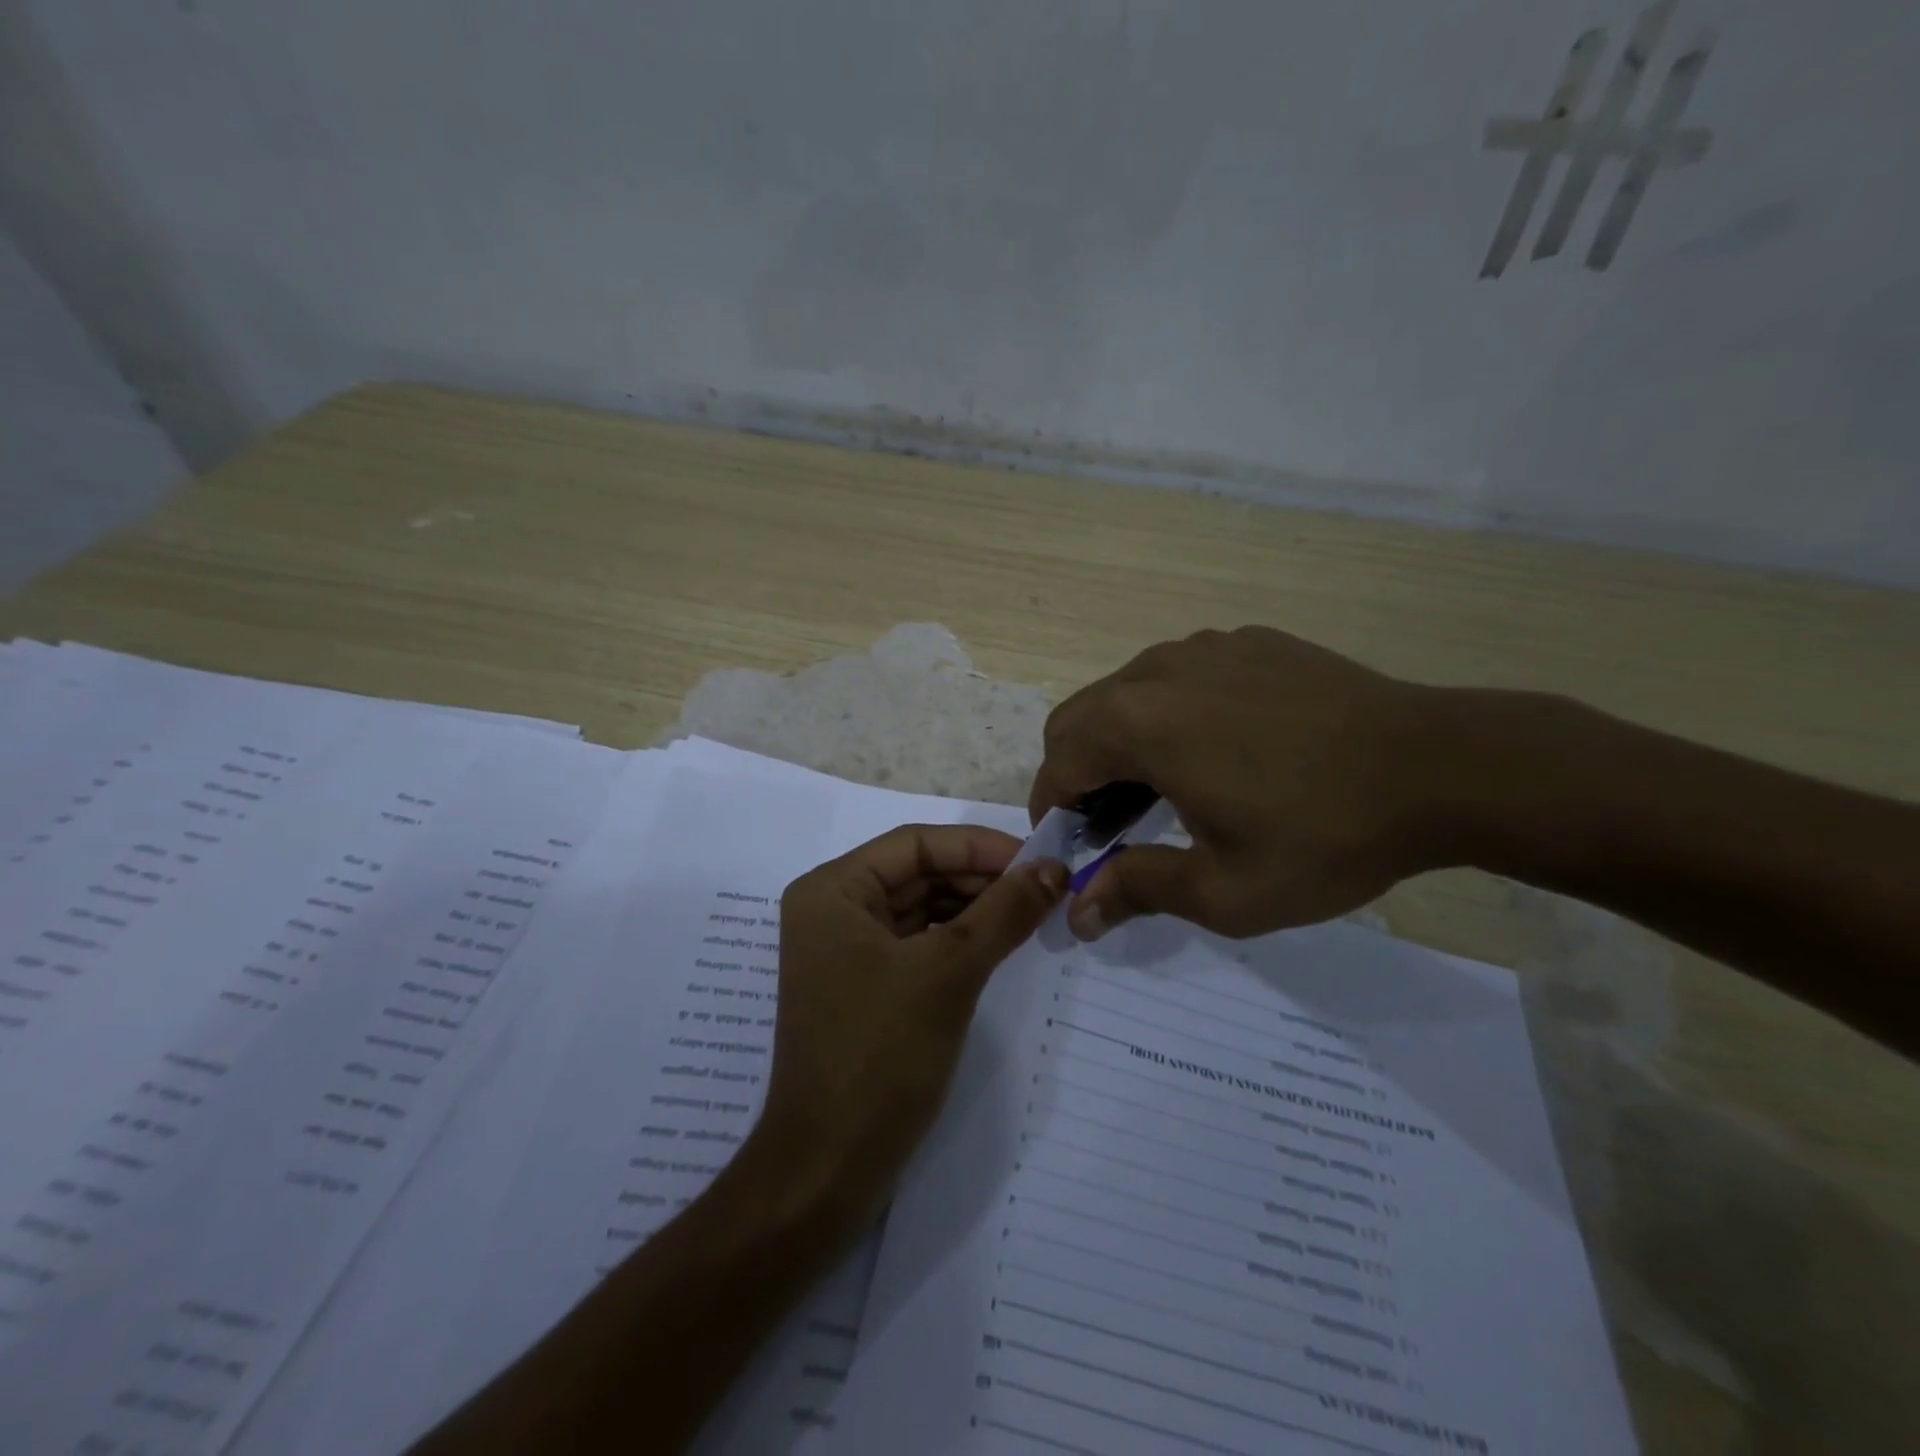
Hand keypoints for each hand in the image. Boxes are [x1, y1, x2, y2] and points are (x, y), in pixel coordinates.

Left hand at [754, 825, 1067, 1225]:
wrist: (829, 1169)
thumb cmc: (881, 1055)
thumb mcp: (950, 972)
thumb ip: (1004, 912)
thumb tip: (1055, 868)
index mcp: (832, 890)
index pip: (916, 844)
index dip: (979, 846)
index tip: (1039, 860)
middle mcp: (832, 910)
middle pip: (918, 873)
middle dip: (981, 878)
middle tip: (1045, 888)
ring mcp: (846, 950)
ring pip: (921, 908)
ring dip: (975, 908)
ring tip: (1032, 913)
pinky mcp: (865, 985)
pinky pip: (918, 943)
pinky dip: (959, 940)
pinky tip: (1000, 943)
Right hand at [1030, 627, 1446, 940]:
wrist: (1442, 767)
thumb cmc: (1324, 836)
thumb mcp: (1226, 890)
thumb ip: (1138, 891)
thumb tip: (1076, 913)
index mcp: (1139, 724)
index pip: (1058, 763)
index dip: (1052, 811)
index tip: (1069, 848)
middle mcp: (1158, 671)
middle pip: (1079, 719)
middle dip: (1077, 773)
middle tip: (1112, 825)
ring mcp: (1205, 648)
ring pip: (1126, 692)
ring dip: (1120, 741)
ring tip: (1165, 789)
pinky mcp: (1247, 643)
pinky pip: (1179, 676)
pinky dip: (1169, 714)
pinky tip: (1221, 751)